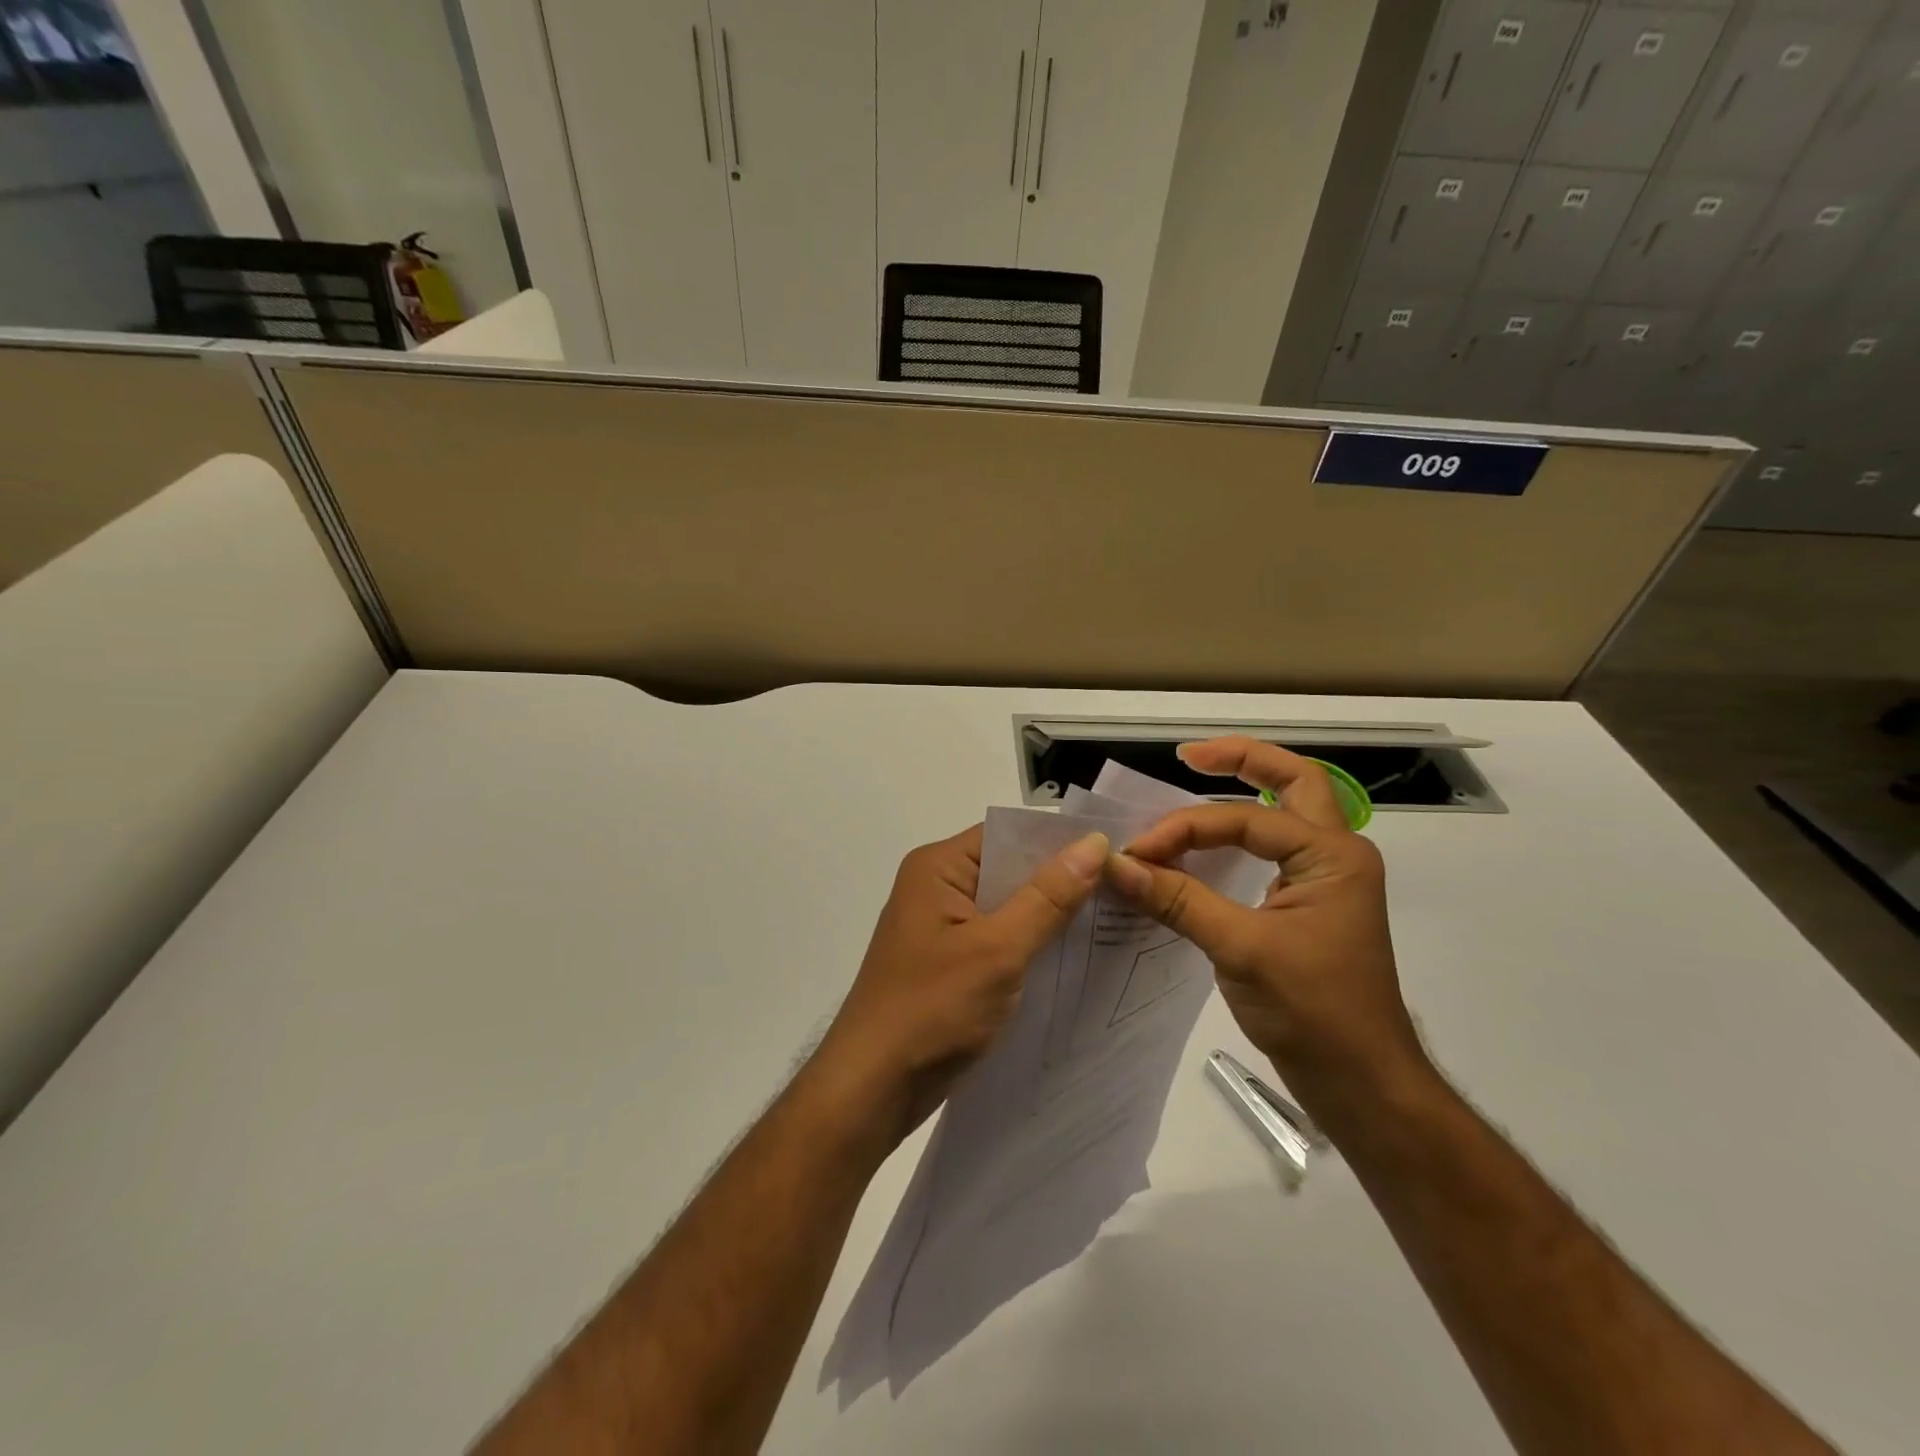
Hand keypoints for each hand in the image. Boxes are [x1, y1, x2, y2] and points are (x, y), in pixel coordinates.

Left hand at [816, 823, 1107, 1144]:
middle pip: (1009, 869)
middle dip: (1061, 881)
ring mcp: (941, 928)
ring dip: (1050, 917)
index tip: (1115, 851)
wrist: (872, 1088)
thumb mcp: (999, 949)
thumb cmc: (931, 1009)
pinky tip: (1074, 959)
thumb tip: (1093, 843)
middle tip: (1125, 887)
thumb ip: (1048, 897)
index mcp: (938, 867)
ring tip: (1113, 920)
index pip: (1007, 834)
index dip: (1058, 841)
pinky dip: (1032, 946)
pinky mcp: (949, 963)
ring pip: (1008, 908)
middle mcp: (937, 887)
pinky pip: (999, 940)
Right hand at [1103, 739, 1427, 1111]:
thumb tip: (1116, 865)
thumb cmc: (1314, 1011)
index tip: (1137, 852)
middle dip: (1244, 760)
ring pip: (1285, 814)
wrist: (1363, 1083)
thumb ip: (1178, 900)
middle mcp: (1335, 855)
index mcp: (1332, 855)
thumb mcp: (1240, 949)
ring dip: (1245, 793)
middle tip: (1189, 756)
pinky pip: (1271, 851)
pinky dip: (1237, 837)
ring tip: (1196, 780)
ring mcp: (1324, 881)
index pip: (1244, 820)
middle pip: (1294, 782)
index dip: (1184, 829)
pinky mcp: (1307, 907)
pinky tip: (1204, 846)